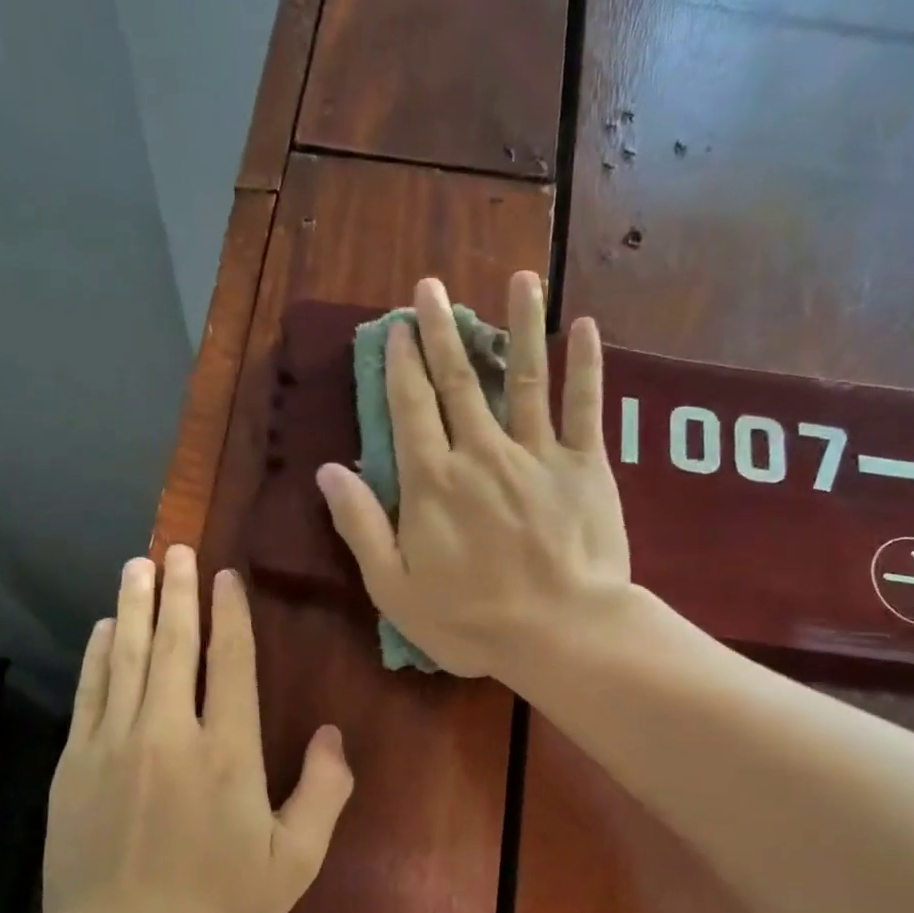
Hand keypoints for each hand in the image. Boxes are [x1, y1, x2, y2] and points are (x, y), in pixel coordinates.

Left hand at [43, 547, 353, 912]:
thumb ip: (323, 794)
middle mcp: (170, 732)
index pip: (229, 662)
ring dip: (134, 608)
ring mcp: (116, 744)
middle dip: (177, 593)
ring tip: (138, 566)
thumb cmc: (216, 909)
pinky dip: (97, 656)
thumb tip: (333, 736)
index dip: (230, 615)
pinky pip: (90, 692)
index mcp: (228, 752)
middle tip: (176, 549)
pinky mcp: (76, 763)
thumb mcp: (294, 863)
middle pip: (174, 646)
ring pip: (127, 658)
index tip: (225, 577)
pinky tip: (101, 630)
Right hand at [316, 272, 630, 681]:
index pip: (410, 408)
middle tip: (433, 288)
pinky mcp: (585, 467)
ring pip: (525, 377)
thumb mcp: (394, 588)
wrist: (561, 633)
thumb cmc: (471, 621)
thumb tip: (327, 470)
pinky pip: (585, 407)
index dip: (402, 365)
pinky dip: (586, 366)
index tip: (397, 328)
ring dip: (519, 326)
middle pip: (459, 381)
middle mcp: (481, 452)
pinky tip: (586, 327)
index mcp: (433, 482)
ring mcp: (537, 454)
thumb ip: (361, 526)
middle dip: (443, 332)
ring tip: (519, 279)